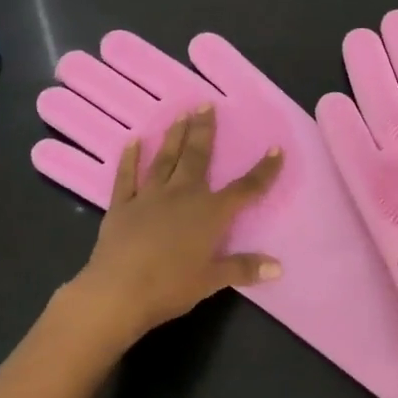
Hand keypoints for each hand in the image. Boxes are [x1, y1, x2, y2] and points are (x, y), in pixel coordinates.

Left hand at [68, 105, 283, 342]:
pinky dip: (129, 158)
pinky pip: (127, 176)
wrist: (118, 292)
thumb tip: (278, 267)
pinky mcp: (122, 205)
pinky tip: (133, 141)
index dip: (263, 170)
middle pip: (198, 157)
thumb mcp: (211, 281)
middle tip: (206, 105)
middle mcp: (183, 195)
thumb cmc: (170, 287)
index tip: (276, 149)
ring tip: (180, 114)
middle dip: (205, 130)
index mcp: (210, 213)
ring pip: (165, 159)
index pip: (245, 189)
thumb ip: (243, 268)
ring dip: (174, 136)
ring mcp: (150, 197)